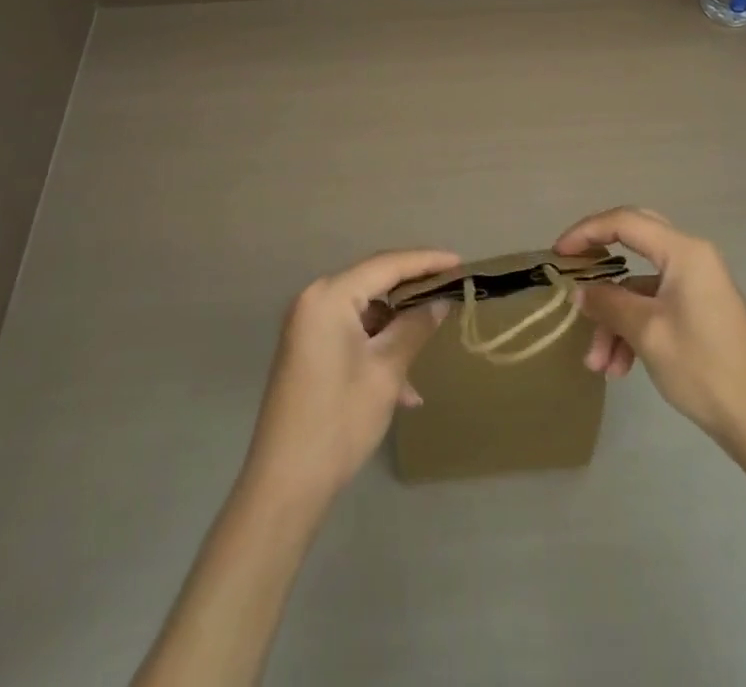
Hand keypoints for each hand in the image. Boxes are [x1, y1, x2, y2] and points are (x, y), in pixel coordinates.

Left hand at [241, 248, 459, 504]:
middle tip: (451, 293)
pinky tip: (402, 389)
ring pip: (365, 311)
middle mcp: (314, 300)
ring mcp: (308, 326)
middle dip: (413, 292)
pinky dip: (378, 349)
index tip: (460, 262)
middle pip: (374, 283)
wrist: (285, 485)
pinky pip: (352, 333)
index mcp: (329, 296)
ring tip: (428, 352)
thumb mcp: (386, 371)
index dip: (426, 261)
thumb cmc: (339, 420)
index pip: (386, 264)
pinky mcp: (307, 349)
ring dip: (397, 329)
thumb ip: (415, 327)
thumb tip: (441, 301)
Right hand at [554, 208, 745, 455]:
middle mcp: (692, 258)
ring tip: (598, 364)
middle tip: (573, 278)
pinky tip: (620, 368)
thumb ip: (608, 303)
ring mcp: (697, 285)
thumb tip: (580, 292)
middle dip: (600, 269)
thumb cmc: (703, 367)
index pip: (624, 222)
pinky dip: (633, 330)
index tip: (558, 255)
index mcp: (684, 251)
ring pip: (640, 287)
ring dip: (615, 320)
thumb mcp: (646, 332)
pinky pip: (654, 306)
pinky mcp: (699, 311)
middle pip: (633, 244)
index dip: (586, 232)